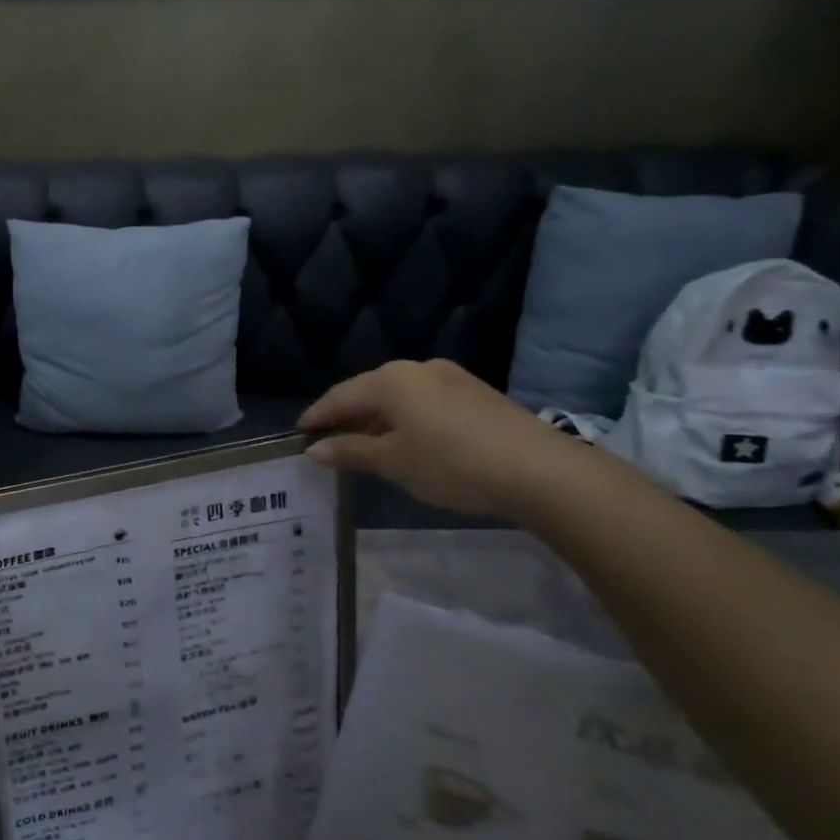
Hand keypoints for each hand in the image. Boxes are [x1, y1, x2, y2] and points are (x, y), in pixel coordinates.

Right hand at [298, 359, 583, 524]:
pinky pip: (423, 400)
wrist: (540, 471)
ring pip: (397, 395)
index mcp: (389, 380)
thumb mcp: (394, 462)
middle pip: (367, 391)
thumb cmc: (452, 464)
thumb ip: (350, 452)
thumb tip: (314, 449)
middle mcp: (416, 368)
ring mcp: (449, 377)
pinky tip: (405, 440)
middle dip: (346, 416)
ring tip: (364, 444)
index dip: (317, 416)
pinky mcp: (474, 392)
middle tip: (328, 441)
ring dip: (376, 418)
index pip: (339, 396)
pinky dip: (404, 418)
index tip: (299, 434)